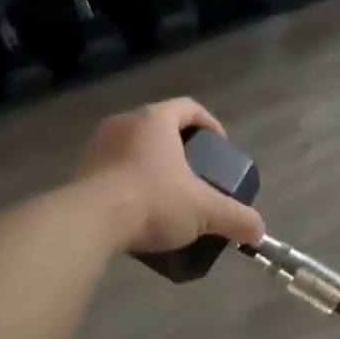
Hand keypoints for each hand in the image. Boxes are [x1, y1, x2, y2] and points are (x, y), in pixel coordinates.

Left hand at [77, 99, 265, 254]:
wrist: (89, 223)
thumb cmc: (153, 201)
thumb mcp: (204, 210)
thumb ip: (236, 218)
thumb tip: (259, 232)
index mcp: (155, 120)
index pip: (188, 107)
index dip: (209, 123)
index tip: (219, 146)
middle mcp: (124, 123)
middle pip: (159, 124)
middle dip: (179, 145)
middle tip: (194, 171)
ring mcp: (98, 145)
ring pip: (133, 145)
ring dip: (150, 162)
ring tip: (165, 191)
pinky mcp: (81, 170)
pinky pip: (112, 167)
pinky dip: (128, 179)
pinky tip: (138, 207)